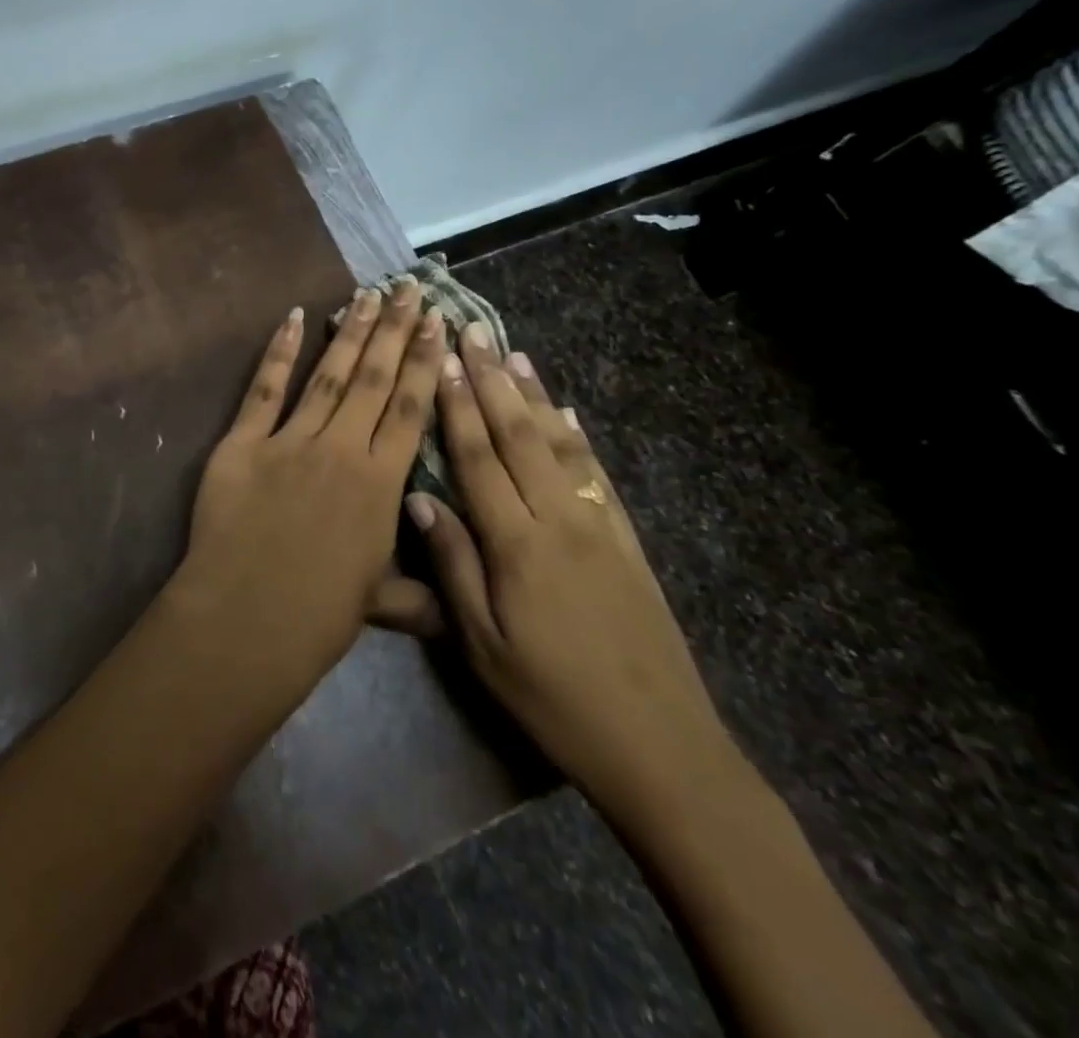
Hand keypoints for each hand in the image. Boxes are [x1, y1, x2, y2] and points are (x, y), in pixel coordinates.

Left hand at [164, 280, 445, 697]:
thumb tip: (450, 607)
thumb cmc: (317, 617)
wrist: (245, 620)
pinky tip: (294, 317)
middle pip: (375, 379)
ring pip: (329, 374)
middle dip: (396, 330)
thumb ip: (415, 593)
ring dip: (351, 332)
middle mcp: (342, 450)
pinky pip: (264, 389)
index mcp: (382, 485)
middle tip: (409, 288)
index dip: (427, 364)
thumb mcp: (378, 603)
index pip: (412, 410)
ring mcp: (290, 441)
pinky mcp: (242, 443)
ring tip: (368, 294)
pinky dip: (279, 352)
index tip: (440, 324)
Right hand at [408, 327, 744, 827]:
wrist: (661, 747)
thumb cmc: (552, 699)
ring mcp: (600, 527)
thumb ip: (452, 565)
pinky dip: (578, 436)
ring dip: (533, 395)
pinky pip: (598, 475)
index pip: (478, 458)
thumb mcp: (482, 645)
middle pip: (519, 435)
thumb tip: (418, 498)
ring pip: (560, 444)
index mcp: (517, 544)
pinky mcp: (628, 543)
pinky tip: (568, 413)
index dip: (455, 406)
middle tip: (473, 332)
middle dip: (491, 380)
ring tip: (514, 353)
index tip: (439, 360)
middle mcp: (560, 519)